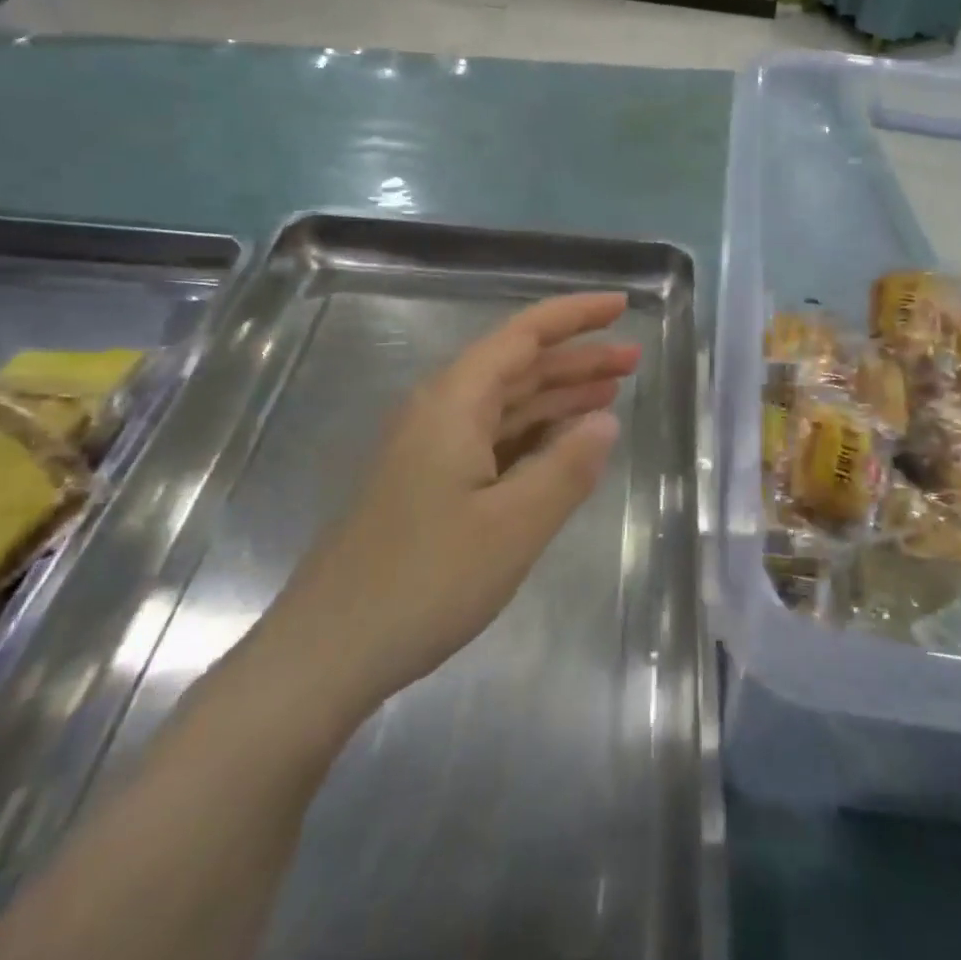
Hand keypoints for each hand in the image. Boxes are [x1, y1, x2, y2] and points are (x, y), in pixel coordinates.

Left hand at [259, 293, 638, 720]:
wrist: (326, 653)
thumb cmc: (424, 580)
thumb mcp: (514, 525)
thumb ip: (567, 467)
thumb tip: (606, 421)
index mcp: (454, 403)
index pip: (523, 336)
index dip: (575, 316)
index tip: (623, 306)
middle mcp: (439, 413)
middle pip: (517, 367)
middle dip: (577, 358)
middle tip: (634, 358)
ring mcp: (430, 451)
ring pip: (506, 405)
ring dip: (559, 396)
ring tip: (613, 391)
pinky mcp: (428, 486)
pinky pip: (493, 442)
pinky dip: (535, 436)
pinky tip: (564, 446)